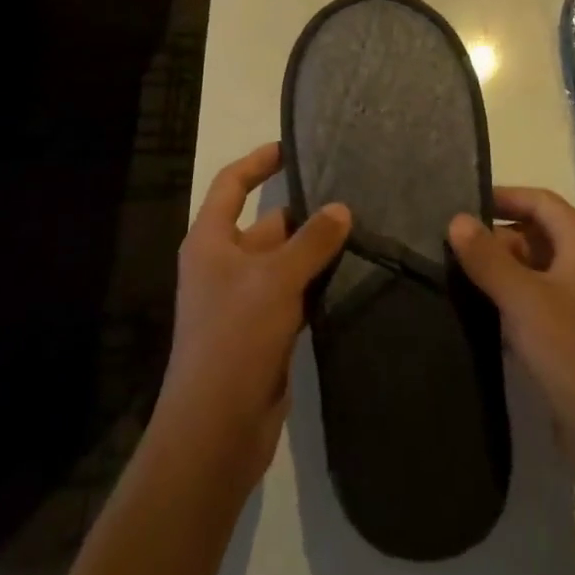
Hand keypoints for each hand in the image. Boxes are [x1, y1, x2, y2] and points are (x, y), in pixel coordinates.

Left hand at [157, 143, 350, 493]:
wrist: (217, 427)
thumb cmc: (236, 336)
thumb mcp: (275, 280)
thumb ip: (311, 241)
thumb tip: (341, 208)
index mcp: (210, 241)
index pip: (230, 184)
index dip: (257, 161)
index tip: (291, 147)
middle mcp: (224, 264)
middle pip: (266, 224)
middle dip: (304, 212)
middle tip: (352, 196)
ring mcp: (244, 300)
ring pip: (284, 261)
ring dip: (316, 250)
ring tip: (363, 230)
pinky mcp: (264, 331)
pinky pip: (294, 294)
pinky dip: (318, 284)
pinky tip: (353, 275)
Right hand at [449, 188, 574, 522]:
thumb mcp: (524, 300)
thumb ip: (488, 258)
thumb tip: (457, 219)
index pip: (541, 202)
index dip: (503, 197)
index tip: (460, 205)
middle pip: (536, 235)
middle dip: (495, 238)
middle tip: (446, 246)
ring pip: (533, 272)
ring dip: (498, 272)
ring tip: (451, 275)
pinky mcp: (573, 340)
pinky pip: (535, 306)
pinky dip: (508, 302)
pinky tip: (476, 313)